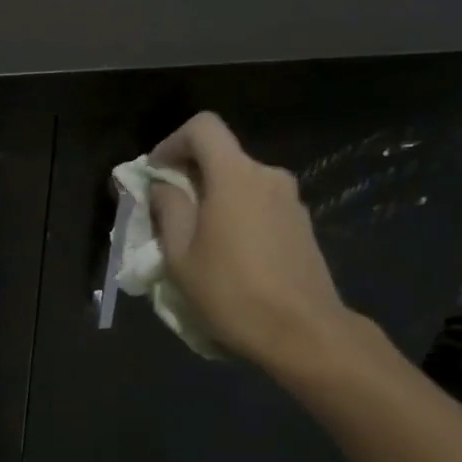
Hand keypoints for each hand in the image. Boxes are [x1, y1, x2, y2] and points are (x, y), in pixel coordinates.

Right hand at [147, 112, 352, 373]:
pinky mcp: (303, 226)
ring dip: (215, 199)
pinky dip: (239, 216)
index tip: (157, 173)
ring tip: (198, 240)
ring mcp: (291, 201)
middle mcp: (268, 176)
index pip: (203, 127)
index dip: (173, 142)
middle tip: (169, 212)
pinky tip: (231, 256)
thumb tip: (164, 186)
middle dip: (191, 175)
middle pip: (222, 156)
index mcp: (235, 175)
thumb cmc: (232, 292)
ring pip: (242, 183)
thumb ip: (168, 209)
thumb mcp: (181, 255)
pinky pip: (261, 205)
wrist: (305, 333)